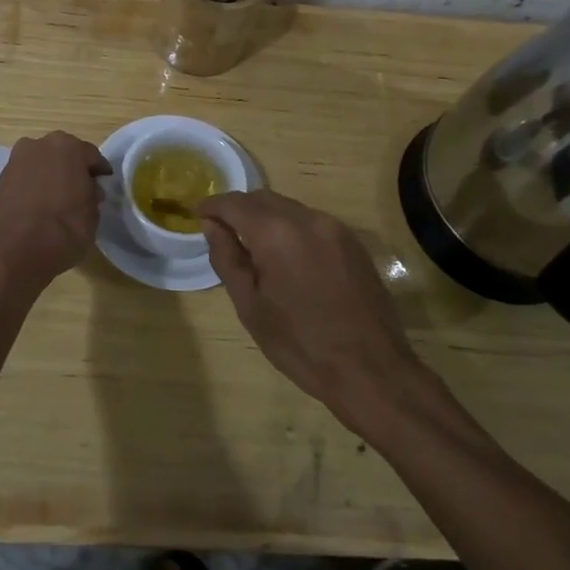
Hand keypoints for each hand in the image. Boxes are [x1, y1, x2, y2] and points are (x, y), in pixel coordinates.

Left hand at [0, 131, 111, 282]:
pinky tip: (39, 207)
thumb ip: (91, 193)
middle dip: (71, 169)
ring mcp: (15, 162)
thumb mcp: (93, 212)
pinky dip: (33, 188)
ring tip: (58, 200)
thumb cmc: (66, 228)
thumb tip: (87, 190)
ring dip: (50, 177)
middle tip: (81, 190)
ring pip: (40, 165)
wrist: (18, 252)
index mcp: (67, 146)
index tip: (103, 183)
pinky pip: (25, 180)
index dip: (98, 171)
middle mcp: (38, 145)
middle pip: (62, 155)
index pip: (90, 155)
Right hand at [197, 190, 422, 428]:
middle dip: (239, 209)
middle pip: (263, 198)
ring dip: (265, 218)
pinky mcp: (353, 242)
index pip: (235, 203)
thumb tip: (211, 225)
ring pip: (289, 208)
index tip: (198, 215)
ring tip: (253, 247)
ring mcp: (335, 228)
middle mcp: (307, 219)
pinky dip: (290, 228)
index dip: (212, 206)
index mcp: (277, 234)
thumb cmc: (301, 344)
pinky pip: (311, 222)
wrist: (371, 370)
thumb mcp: (250, 306)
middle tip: (222, 232)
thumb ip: (227, 258)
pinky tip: (287, 258)